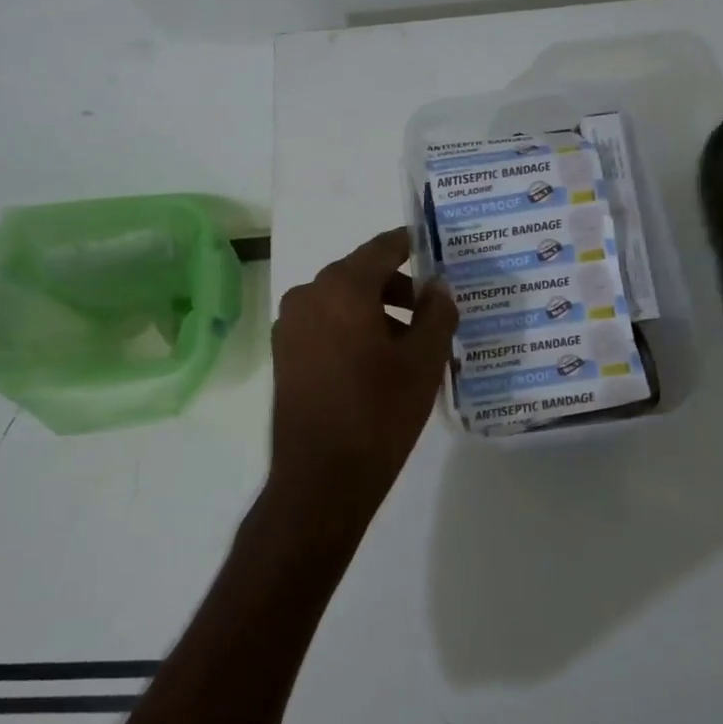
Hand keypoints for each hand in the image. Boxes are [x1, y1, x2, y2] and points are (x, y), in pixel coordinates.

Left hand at [265, 228, 457, 550]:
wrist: (321, 478)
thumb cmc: (379, 412)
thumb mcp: (424, 361)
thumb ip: (437, 313)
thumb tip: (439, 286)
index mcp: (342, 286)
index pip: (383, 248)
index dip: (412, 245)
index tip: (435, 250)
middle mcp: (308, 294)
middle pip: (361, 274)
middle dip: (398, 287)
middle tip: (433, 310)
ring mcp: (290, 325)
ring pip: (342, 301)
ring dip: (376, 311)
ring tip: (411, 343)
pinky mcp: (284, 354)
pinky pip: (324, 325)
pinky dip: (352, 329)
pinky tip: (377, 362)